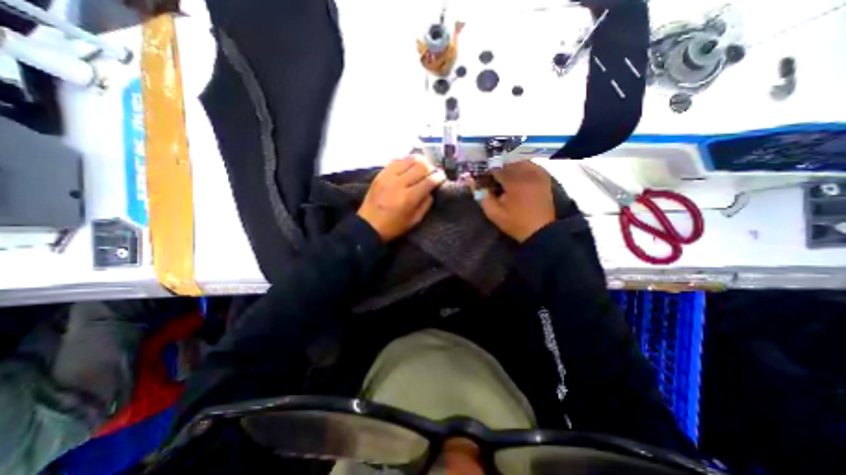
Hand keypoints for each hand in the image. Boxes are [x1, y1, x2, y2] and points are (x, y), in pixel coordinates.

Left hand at [357, 155, 448, 243]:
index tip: (442, 176)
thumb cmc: (393, 226)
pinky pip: (395, 161)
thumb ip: (425, 204)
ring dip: (419, 161)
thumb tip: (431, 190)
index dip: (439, 177)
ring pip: (408, 159)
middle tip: (433, 171)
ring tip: (422, 165)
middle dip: (431, 167)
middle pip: (420, 166)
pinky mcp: (380, 174)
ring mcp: (388, 177)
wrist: (368, 225)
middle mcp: (399, 183)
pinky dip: (405, 161)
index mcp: (409, 198)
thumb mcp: (414, 220)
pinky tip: (408, 165)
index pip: (429, 181)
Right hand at [475, 161, 556, 242]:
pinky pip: (531, 165)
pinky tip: (518, 176)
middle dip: (498, 169)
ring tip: (505, 178)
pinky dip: (522, 167)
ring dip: (510, 167)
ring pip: (520, 162)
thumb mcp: (494, 213)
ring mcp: (537, 174)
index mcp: (514, 182)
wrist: (540, 230)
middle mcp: (527, 173)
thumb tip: (472, 182)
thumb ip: (483, 196)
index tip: (483, 180)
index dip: (487, 173)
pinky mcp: (544, 178)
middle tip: (493, 180)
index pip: (496, 168)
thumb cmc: (515, 222)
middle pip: (507, 163)